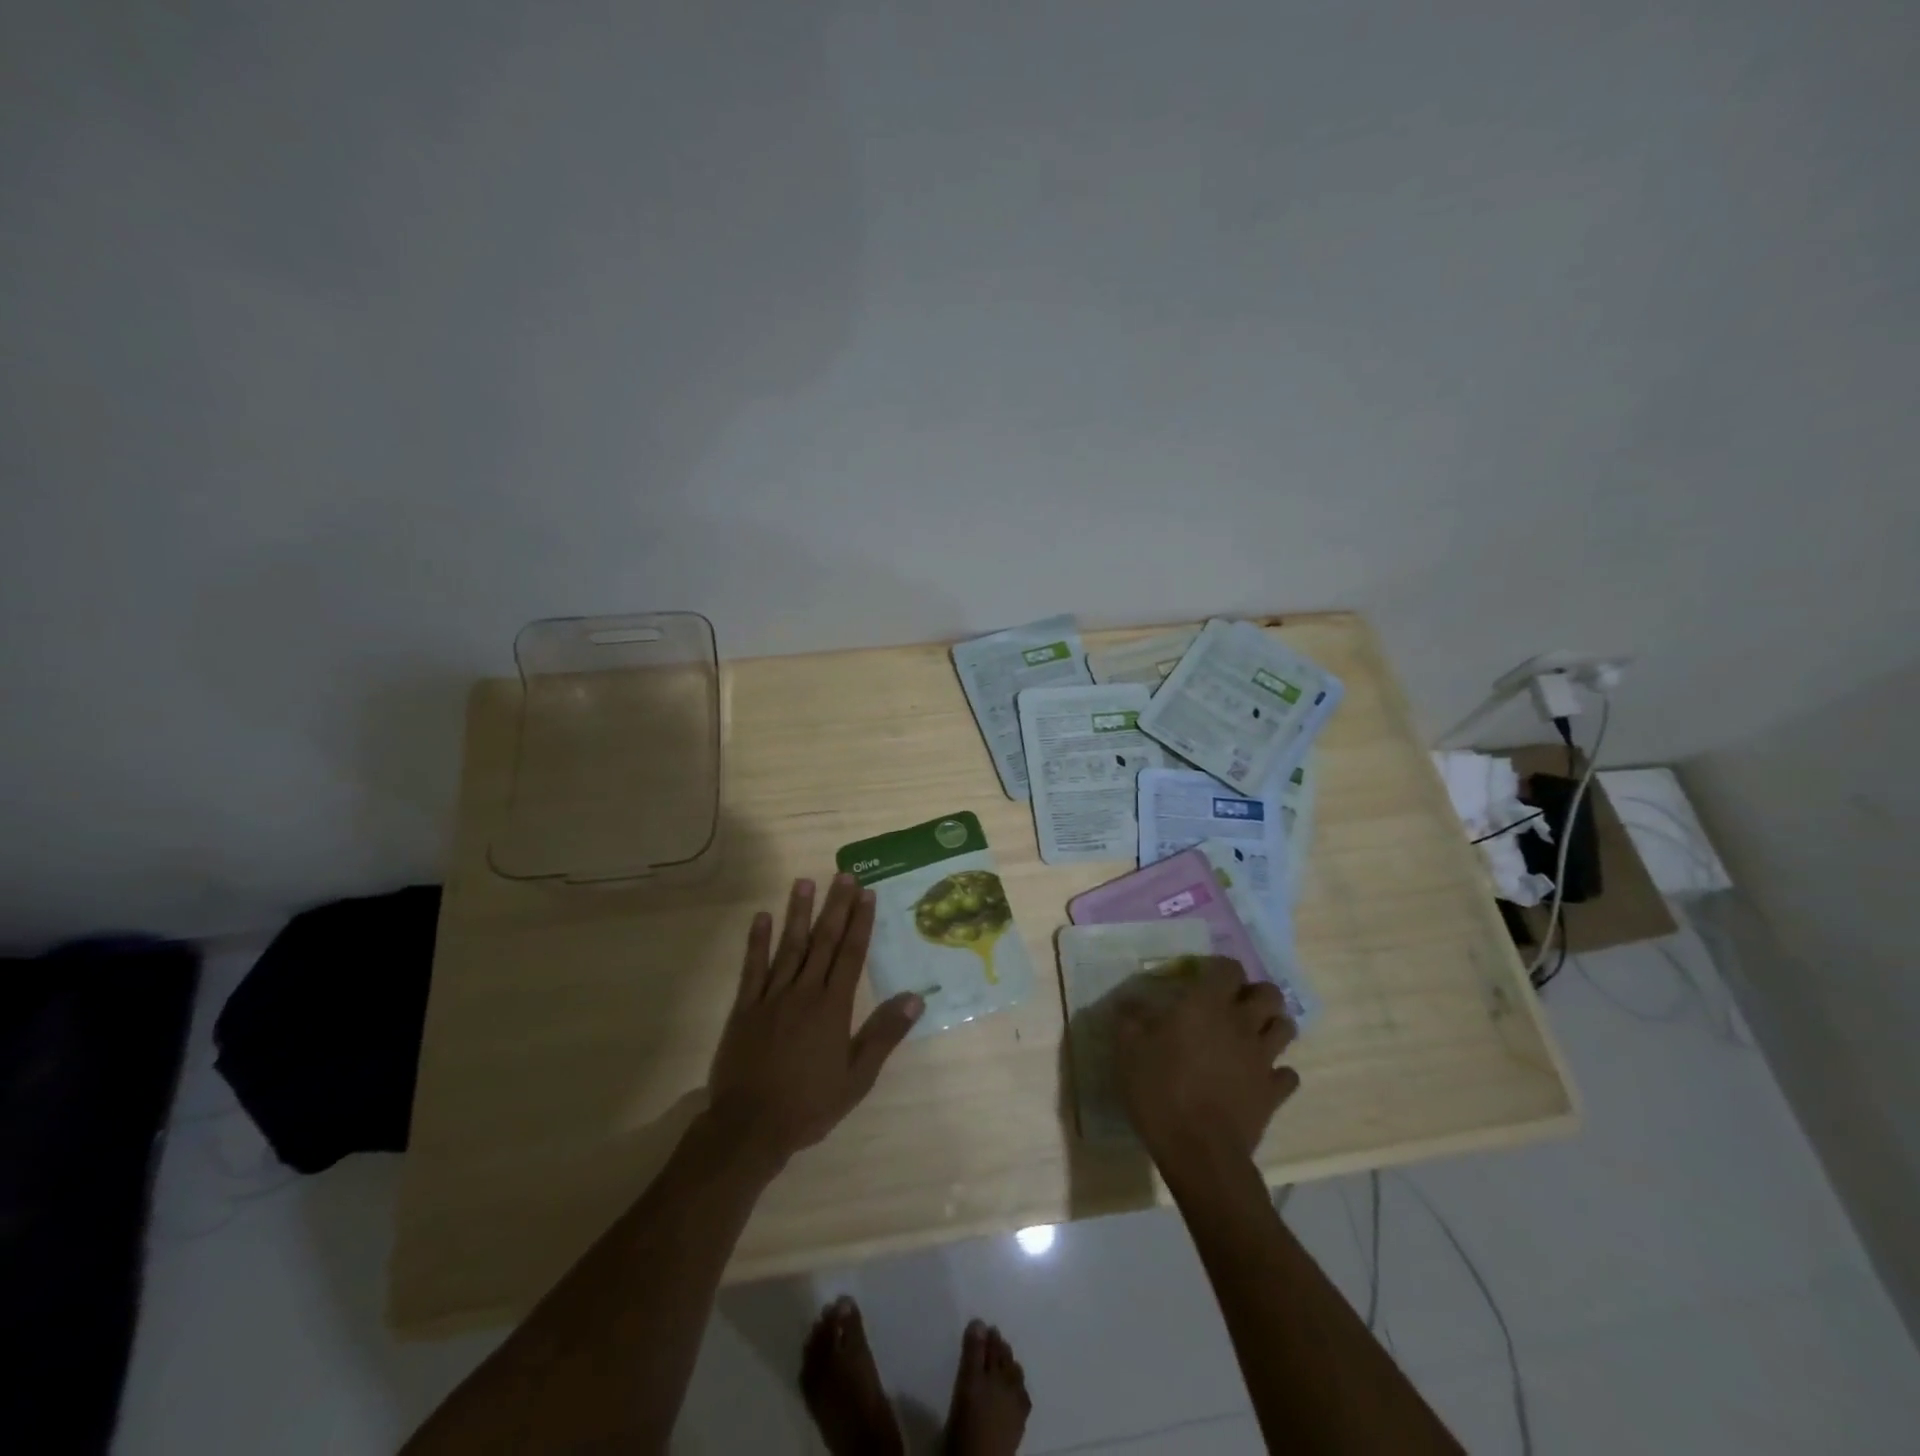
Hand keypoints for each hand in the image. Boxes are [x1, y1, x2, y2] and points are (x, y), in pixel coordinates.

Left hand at [706, 874, 923, 1171]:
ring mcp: (771, 997)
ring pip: (789, 946)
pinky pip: (752, 968)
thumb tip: (915, 998)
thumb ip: (884, 1035)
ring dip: (798, 912)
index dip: (860, 923)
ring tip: (805, 882)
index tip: (867, 894)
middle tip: (843, 875)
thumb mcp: (857, 1077)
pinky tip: (761, 917)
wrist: (749, 1127)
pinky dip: (757, 941)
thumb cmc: (809, 1104)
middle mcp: (804, 992)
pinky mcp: (744, 1007)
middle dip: (835, 907)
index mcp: (833, 1007)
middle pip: (823, 941)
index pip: (851, 955)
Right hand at [1111, 957, 1299, 1175]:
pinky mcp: (1274, 1092)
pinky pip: (1288, 1074)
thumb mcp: (1129, 1050)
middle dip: (1256, 993)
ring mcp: (1263, 1058)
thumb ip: (1130, 1020)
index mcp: (1207, 1005)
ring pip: (1286, 1028)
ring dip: (1272, 1026)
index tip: (1203, 979)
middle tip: (1235, 1005)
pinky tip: (1259, 1077)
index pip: (1229, 968)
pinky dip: (1278, 1072)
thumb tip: (1128, 1002)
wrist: (1199, 1150)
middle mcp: (1241, 1023)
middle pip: (1270, 993)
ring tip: (1252, 1035)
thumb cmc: (1160, 1090)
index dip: (1219, 969)